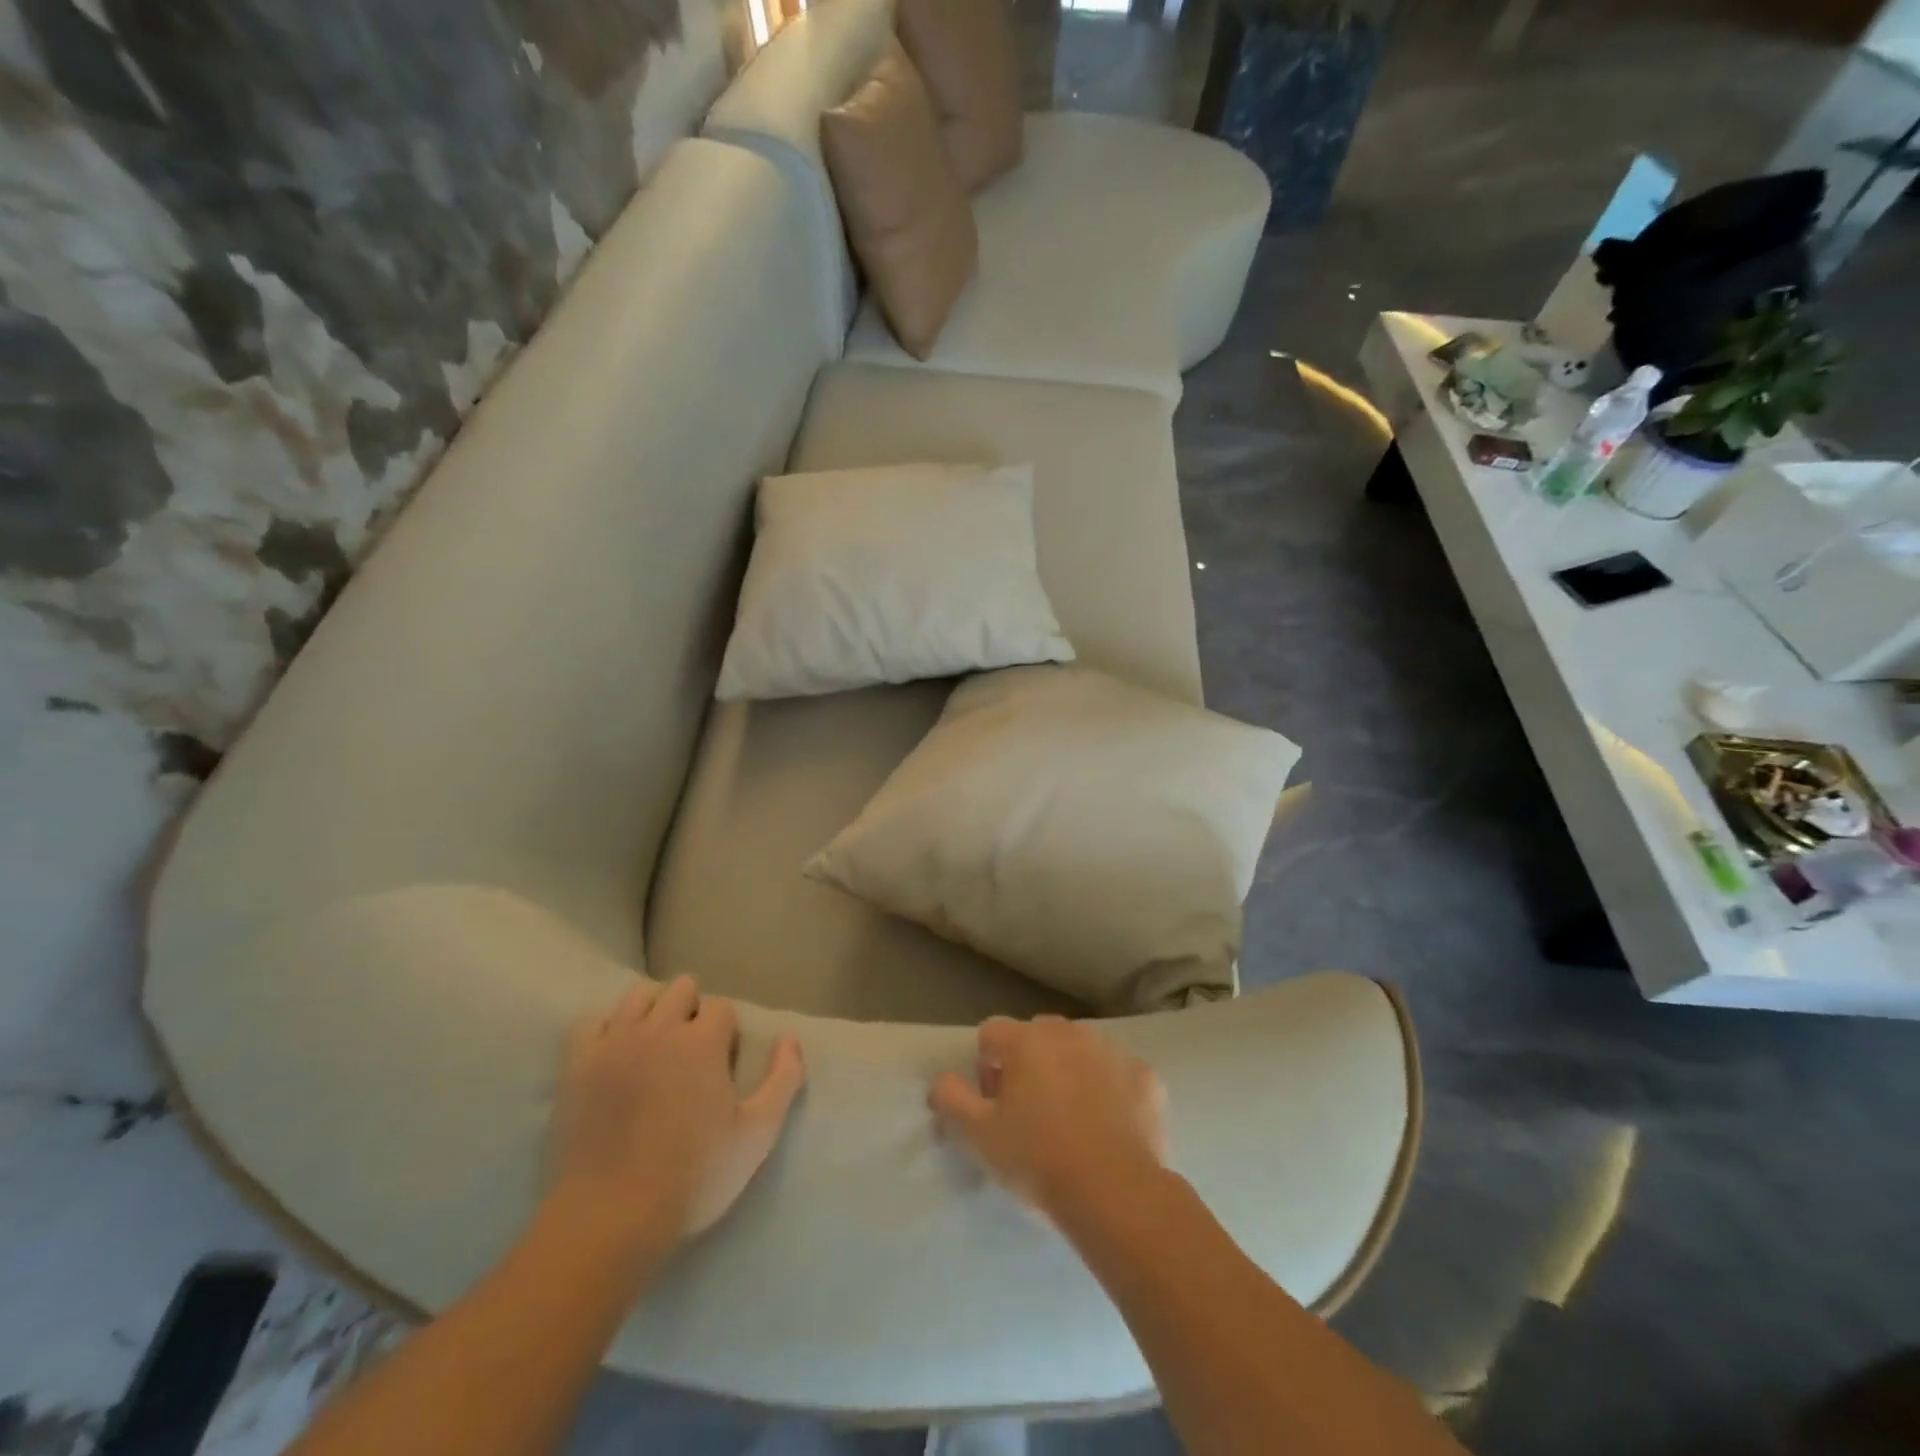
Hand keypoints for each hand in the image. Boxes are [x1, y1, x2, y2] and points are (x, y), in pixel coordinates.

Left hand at [552, 976, 805, 1248]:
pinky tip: (614, 1053)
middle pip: (680, 989)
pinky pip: (591, 1021)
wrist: (609, 1219)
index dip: (725, 1031)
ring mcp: (614, 1043)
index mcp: (703, 1041)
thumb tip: (790, 1038)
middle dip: (691, 1010)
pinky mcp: (577, 1065)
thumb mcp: (757, 1134)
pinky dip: (606, 1029)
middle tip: (690, 1053)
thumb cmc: (693, 1177)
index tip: (721, 1063)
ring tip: (654, 1046)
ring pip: (638, 996)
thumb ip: (783, 1079)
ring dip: (652, 1010)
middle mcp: (659, 1028)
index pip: (721, 1006)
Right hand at [929, 1015, 1167, 1223]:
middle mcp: (1070, 1033)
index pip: (991, 1034)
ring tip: (1071, 1123)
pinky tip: (1110, 1128)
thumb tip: (941, 1081)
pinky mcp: (1147, 1077)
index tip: (993, 1105)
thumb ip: (950, 1099)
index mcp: (1027, 1039)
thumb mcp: (979, 1136)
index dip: (986, 1067)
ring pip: (1080, 1052)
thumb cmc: (1038, 1159)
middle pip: (1037, 1037)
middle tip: (1029, 1114)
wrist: (1116, 1193)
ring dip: (1070, 1074)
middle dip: (1028, 1065)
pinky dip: (1111, 1092)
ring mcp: (1112, 1052)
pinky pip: (1119, 1076)